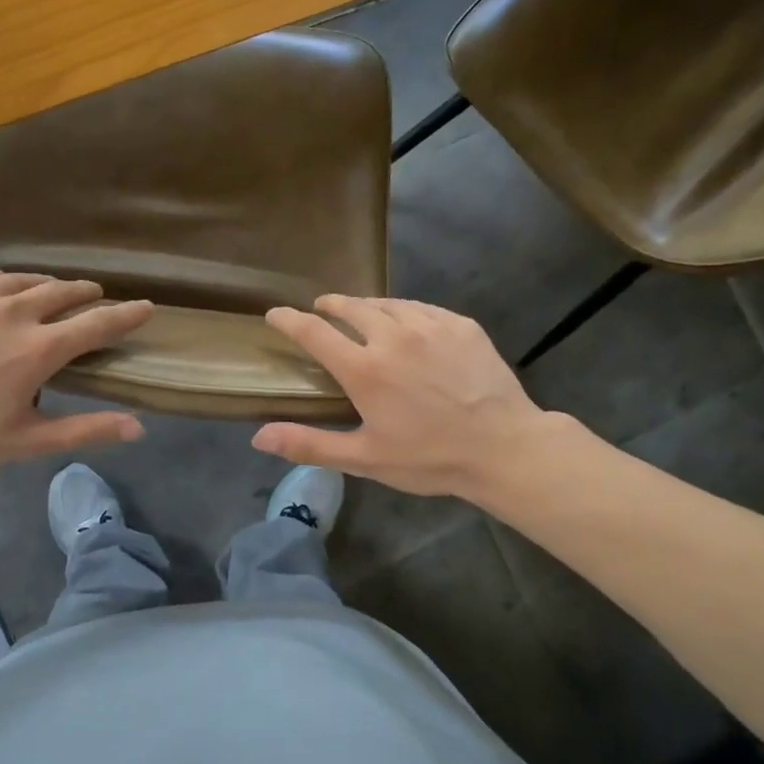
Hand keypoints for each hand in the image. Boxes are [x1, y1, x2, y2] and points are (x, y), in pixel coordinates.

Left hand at [0, 269, 152, 472]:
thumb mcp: (25, 441)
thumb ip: (84, 430)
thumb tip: (138, 428)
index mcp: (38, 349)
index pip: (97, 323)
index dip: (127, 314)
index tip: (146, 306)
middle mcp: (12, 311)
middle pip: (62, 291)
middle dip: (85, 294)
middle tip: (92, 298)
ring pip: (22, 279)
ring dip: (44, 286)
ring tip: (50, 292)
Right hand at [253, 295, 564, 498]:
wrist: (505, 447)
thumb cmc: (430, 458)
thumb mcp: (365, 459)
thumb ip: (310, 444)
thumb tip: (258, 437)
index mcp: (364, 369)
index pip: (314, 332)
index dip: (289, 320)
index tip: (275, 314)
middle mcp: (393, 337)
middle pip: (350, 307)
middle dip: (330, 305)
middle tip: (322, 308)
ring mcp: (431, 326)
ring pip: (388, 304)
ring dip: (367, 306)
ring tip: (361, 312)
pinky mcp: (461, 325)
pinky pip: (422, 308)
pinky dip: (404, 310)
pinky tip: (407, 321)